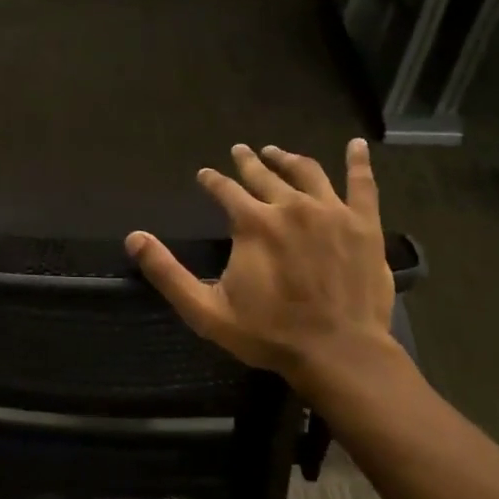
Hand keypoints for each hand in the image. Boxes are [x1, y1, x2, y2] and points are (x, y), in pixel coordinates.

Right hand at [125, 138, 396, 394]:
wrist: (338, 353)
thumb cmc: (269, 333)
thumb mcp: (205, 310)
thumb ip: (167, 272)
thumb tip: (134, 237)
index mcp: (253, 223)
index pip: (226, 190)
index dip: (212, 180)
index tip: (205, 174)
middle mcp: (291, 206)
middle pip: (265, 175)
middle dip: (248, 162)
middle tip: (240, 151)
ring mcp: (332, 212)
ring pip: (308, 172)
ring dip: (288, 159)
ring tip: (277, 152)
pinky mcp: (364, 224)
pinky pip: (363, 185)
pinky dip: (358, 162)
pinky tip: (357, 146)